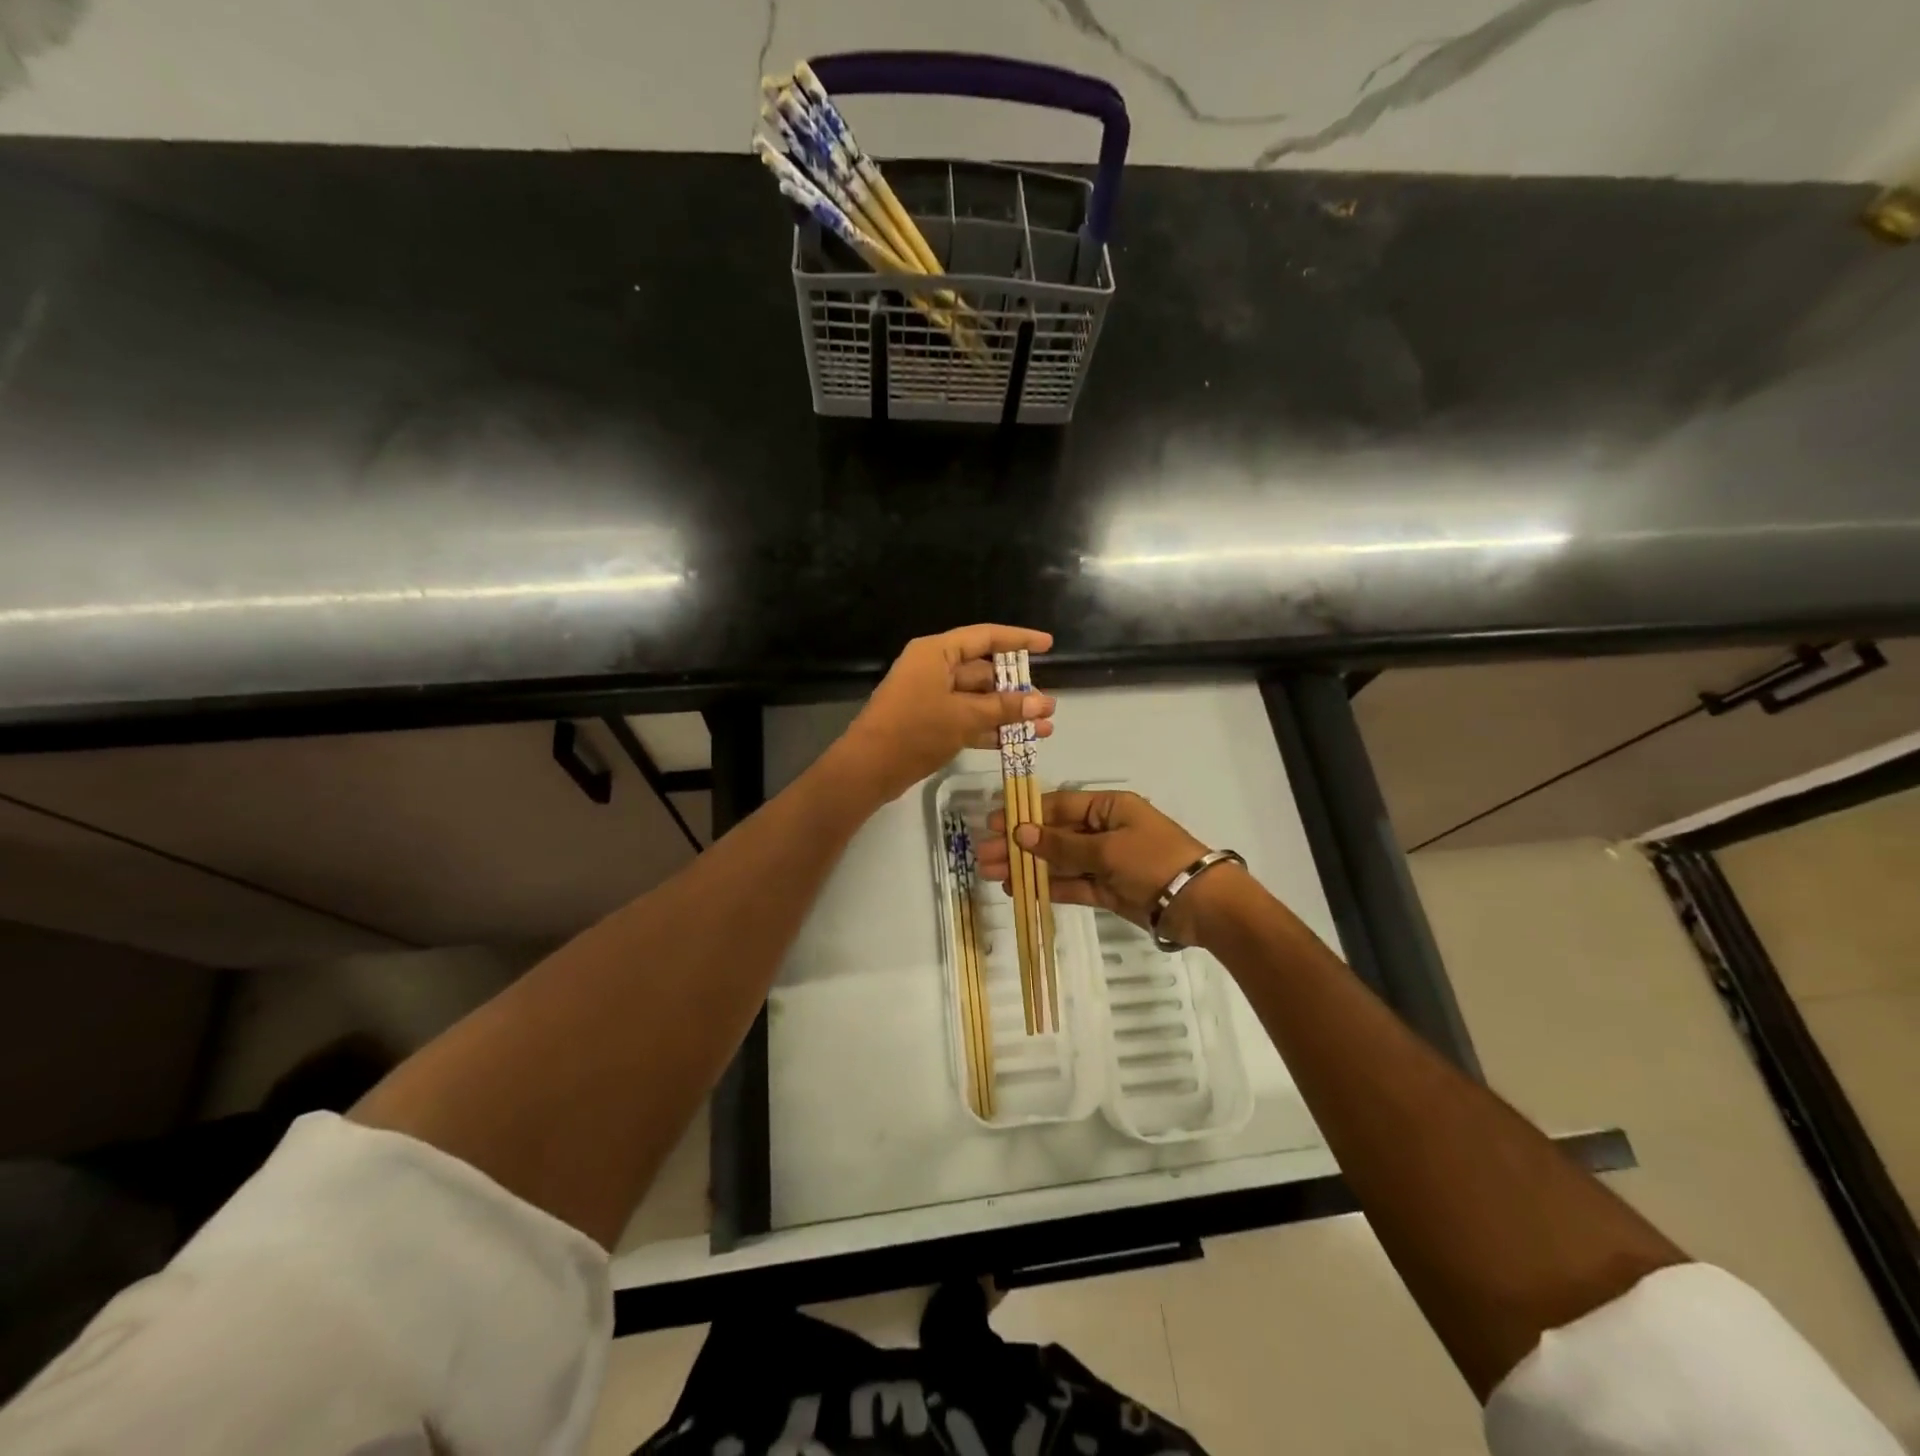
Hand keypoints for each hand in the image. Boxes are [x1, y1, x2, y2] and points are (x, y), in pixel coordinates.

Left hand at [835, 624, 1055, 803]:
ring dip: (1009, 713)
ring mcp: (932, 697)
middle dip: (1018, 689)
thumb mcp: (964, 717)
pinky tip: (1019, 742)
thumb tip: (1043, 703)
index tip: (1048, 645)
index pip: (985, 637)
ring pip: (979, 699)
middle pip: (984, 671)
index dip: (1019, 640)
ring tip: (1044, 728)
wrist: (869, 768)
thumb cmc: (915, 730)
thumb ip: (1005, 708)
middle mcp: (935, 669)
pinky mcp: (931, 723)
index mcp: (937, 653)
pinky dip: (991, 729)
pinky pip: (968, 719)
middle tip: (1049, 706)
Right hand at [979, 789, 1230, 942]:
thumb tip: (1021, 832)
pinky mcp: (1108, 890)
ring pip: (1059, 861)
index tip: (993, 824)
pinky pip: (1073, 884)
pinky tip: (1020, 890)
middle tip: (983, 855)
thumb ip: (1062, 844)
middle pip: (1054, 834)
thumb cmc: (1153, 861)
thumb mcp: (1106, 848)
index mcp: (1109, 807)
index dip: (1025, 814)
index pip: (1059, 805)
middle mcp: (1105, 830)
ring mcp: (1106, 862)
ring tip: (992, 874)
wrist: (1200, 904)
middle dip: (1019, 844)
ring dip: (1028, 867)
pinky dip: (1048, 887)